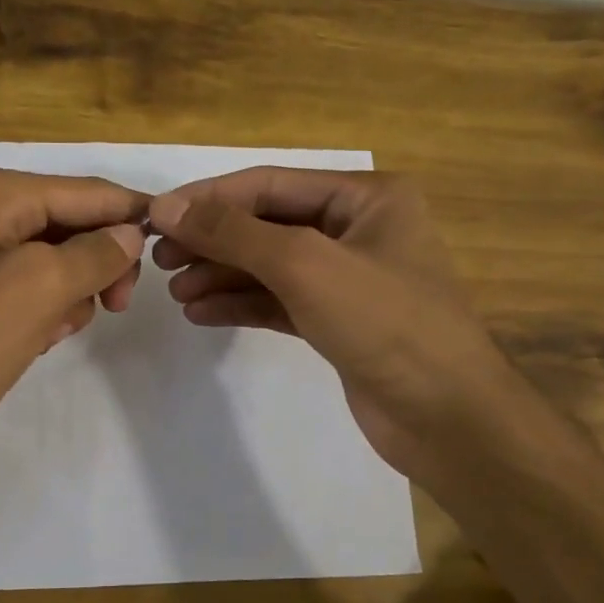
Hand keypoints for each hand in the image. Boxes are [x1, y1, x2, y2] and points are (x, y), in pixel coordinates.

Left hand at [0, 167, 146, 460]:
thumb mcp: (39, 290)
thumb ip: (95, 254)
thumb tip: (131, 233)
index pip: (89, 192)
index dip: (135, 215)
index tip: (175, 247)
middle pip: (73, 222)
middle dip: (100, 262)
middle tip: (117, 308)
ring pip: (56, 257)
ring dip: (72, 291)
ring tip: (58, 331)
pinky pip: (29, 284)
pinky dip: (45, 307)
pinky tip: (38, 339)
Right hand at [147, 167, 504, 481]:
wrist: (448, 418)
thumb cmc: (385, 323)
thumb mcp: (304, 264)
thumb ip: (234, 232)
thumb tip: (167, 206)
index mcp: (365, 197)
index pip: (269, 184)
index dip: (209, 199)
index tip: (155, 217)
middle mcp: (357, 229)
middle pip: (266, 224)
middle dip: (213, 240)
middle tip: (159, 259)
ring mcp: (347, 278)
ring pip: (269, 265)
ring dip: (221, 275)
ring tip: (176, 291)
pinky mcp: (337, 322)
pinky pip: (278, 301)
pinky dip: (240, 304)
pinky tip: (201, 313)